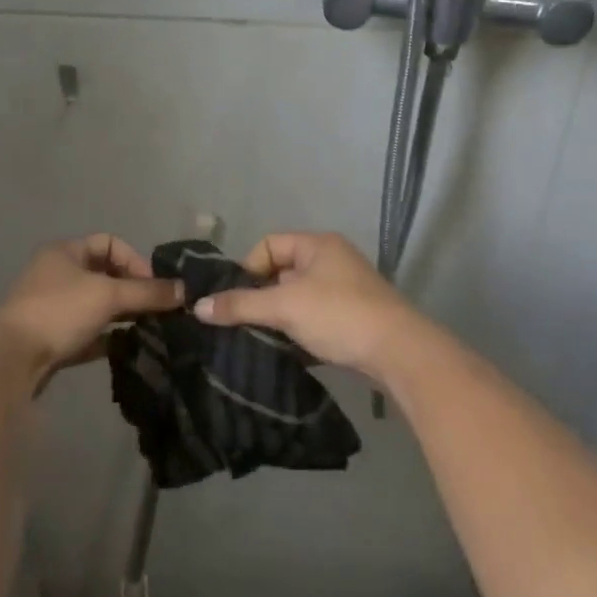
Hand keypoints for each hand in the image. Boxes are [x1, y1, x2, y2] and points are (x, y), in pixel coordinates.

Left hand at [0, 235, 182, 382]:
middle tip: (157, 310)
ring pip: (96, 305)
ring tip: (148, 329)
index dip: (135, 261)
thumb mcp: (109, 296)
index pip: (110, 243)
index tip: (153, 286)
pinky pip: (87, 333)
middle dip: (133, 290)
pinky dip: (108, 338)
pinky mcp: (51, 338)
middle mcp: (56, 274)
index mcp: (65, 252)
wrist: (11, 360)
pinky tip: (128, 349)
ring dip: (122, 315)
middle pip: (104, 275)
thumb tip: (185, 290)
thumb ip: (148, 292)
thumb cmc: (59, 312)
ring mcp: (52, 307)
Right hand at [192, 232, 429, 384]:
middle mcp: (332, 259)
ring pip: (298, 296)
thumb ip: (240, 305)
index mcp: (317, 244)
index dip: (247, 269)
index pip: (267, 245)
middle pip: (281, 271)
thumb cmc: (339, 315)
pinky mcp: (353, 316)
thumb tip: (198, 306)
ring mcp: (346, 288)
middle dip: (261, 295)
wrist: (399, 352)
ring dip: (280, 315)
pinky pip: (315, 316)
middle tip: (245, 321)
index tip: (236, 299)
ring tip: (265, 337)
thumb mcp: (284, 307)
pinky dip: (299, 329)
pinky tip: (290, 349)